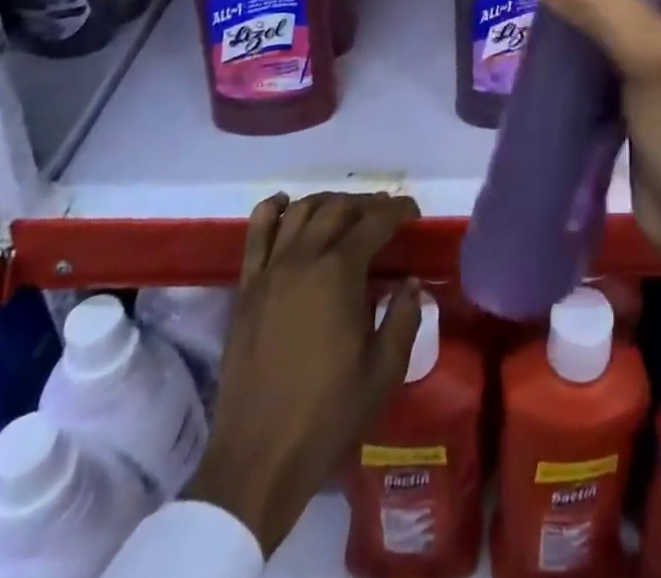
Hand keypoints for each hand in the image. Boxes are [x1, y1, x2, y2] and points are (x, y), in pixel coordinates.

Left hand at [191, 192, 422, 555]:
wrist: (259, 458)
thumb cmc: (328, 415)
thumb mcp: (384, 370)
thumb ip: (404, 317)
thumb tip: (411, 283)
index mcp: (339, 273)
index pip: (374, 221)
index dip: (398, 209)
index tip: (413, 212)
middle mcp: (303, 258)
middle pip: (338, 208)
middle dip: (366, 204)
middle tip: (385, 215)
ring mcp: (270, 270)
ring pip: (301, 211)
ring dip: (328, 202)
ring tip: (346, 211)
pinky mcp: (246, 288)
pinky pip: (257, 232)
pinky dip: (273, 210)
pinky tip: (286, 205)